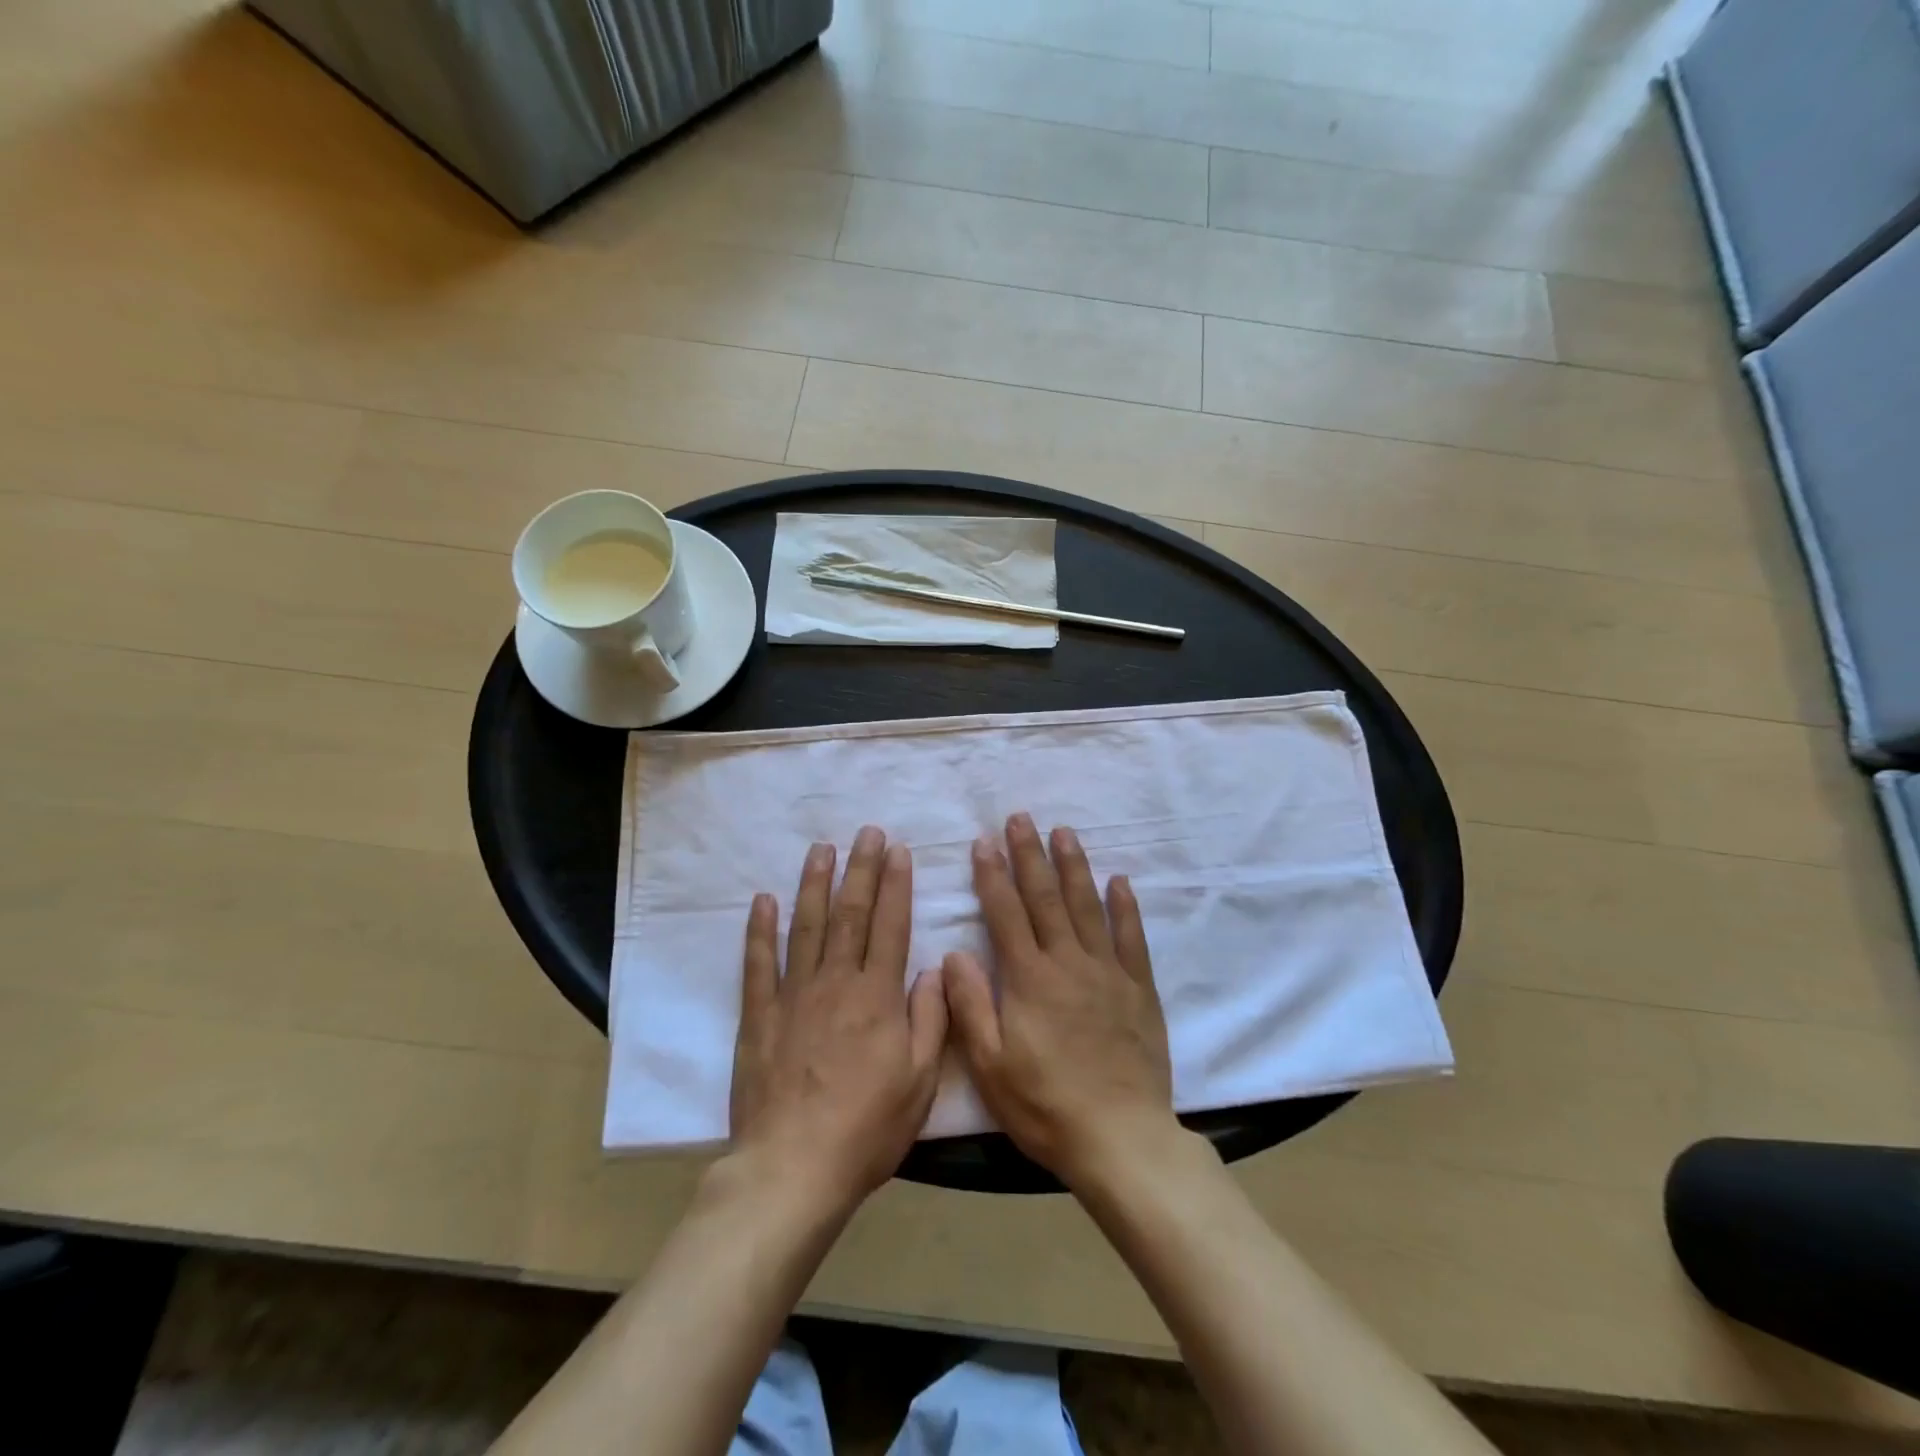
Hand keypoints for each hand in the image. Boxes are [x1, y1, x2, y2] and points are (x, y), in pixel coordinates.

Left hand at [728, 826, 947, 1212]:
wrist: (792, 1169)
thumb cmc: (866, 1130)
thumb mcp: (920, 1082)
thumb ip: (929, 1020)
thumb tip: (931, 971)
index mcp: (877, 997)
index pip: (890, 926)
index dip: (896, 884)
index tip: (898, 850)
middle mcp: (836, 983)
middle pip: (850, 914)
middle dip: (860, 869)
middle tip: (866, 833)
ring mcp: (793, 996)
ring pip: (805, 927)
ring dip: (814, 884)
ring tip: (821, 849)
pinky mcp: (759, 1016)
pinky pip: (758, 964)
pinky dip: (760, 930)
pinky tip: (763, 900)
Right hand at [943, 812, 1175, 1188]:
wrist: (1121, 1139)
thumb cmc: (1046, 1106)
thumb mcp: (990, 1066)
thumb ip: (970, 1006)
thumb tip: (953, 954)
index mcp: (1029, 979)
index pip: (1006, 914)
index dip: (992, 875)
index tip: (983, 842)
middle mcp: (1068, 963)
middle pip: (1046, 898)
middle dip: (1030, 855)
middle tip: (1021, 818)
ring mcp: (1108, 972)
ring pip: (1088, 906)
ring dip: (1074, 866)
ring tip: (1063, 832)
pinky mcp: (1139, 989)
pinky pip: (1132, 938)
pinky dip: (1125, 907)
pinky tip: (1119, 880)